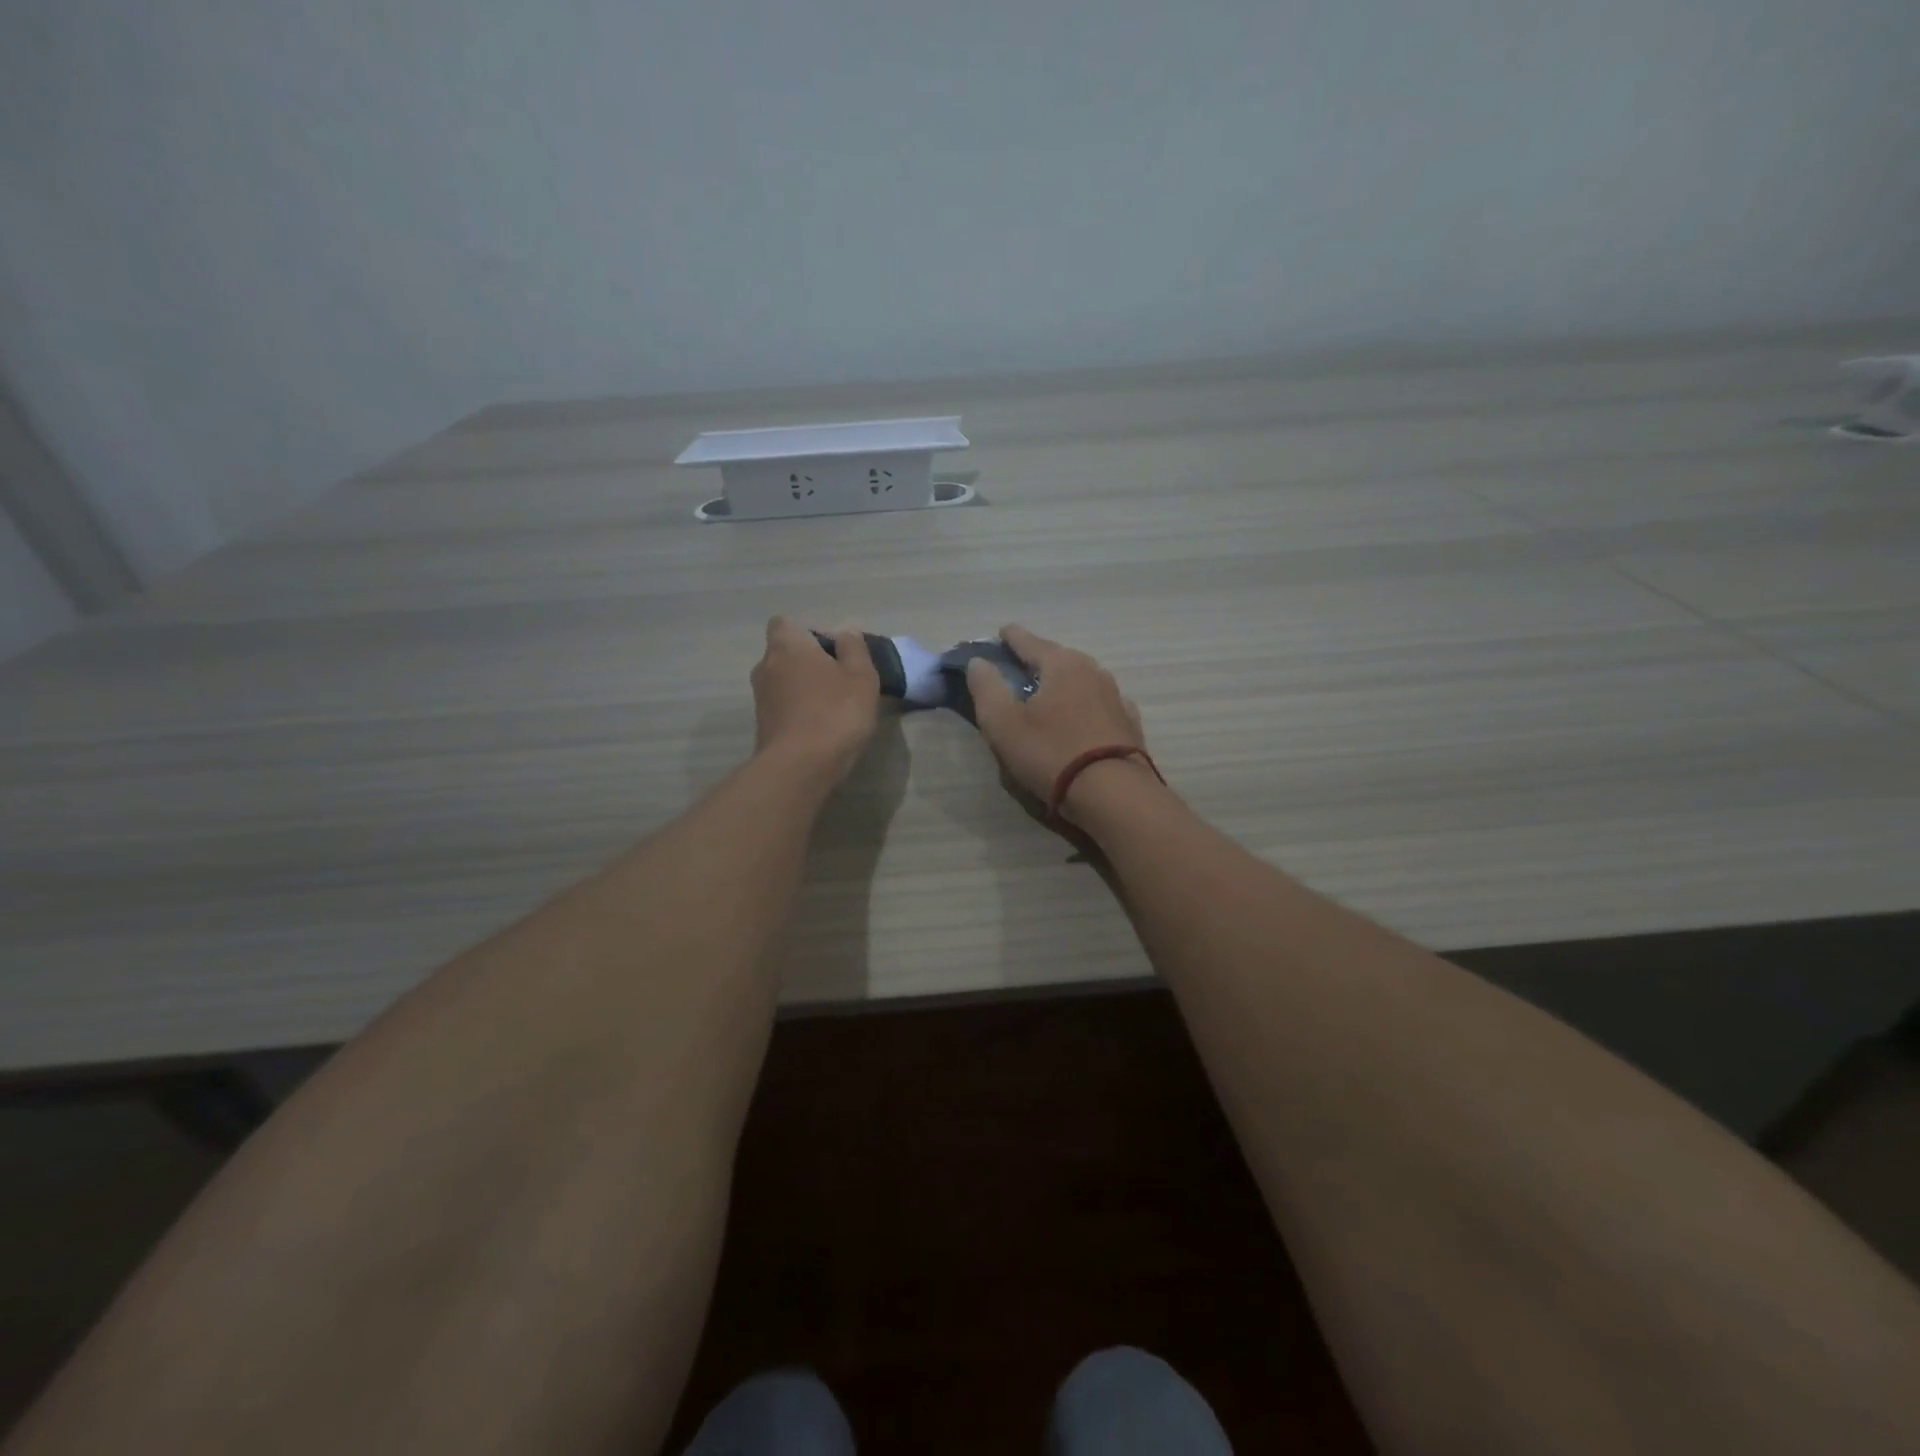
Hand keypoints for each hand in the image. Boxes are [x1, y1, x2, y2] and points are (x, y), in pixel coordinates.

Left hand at [751, 618, 880, 782]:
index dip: (809, 633)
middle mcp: (765, 666)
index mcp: (787, 646)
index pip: (785, 623)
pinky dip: (799, 711)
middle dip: (809, 662)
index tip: (833, 651)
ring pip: (784, 682)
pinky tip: (822, 727)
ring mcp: (760, 698)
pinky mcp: (763, 726)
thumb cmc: (835, 712)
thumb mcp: (861, 676)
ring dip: (805, 689)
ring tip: (834, 707)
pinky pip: (784, 707)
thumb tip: (845, 633)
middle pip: (785, 653)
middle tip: (840, 680)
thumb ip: (854, 649)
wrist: (800, 767)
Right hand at [966, 625, 1149, 808]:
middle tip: (1020, 668)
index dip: (1011, 637)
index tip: (1001, 633)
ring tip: (1049, 693)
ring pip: (1082, 679)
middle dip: (1038, 659)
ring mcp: (1116, 696)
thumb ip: (986, 688)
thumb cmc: (1051, 753)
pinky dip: (1085, 703)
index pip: (1029, 641)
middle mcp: (1092, 670)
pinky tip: (1082, 714)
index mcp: (1060, 664)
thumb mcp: (1003, 724)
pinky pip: (1100, 703)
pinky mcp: (1130, 723)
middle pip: (1058, 657)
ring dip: (1064, 682)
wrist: (1113, 793)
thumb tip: (979, 663)